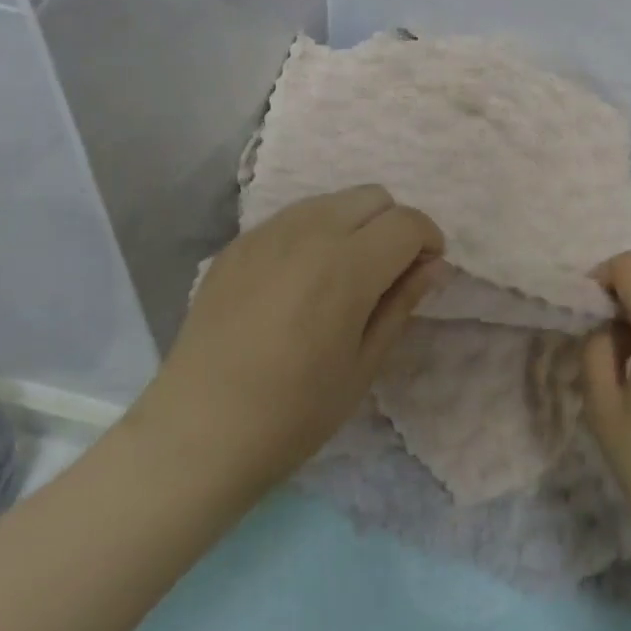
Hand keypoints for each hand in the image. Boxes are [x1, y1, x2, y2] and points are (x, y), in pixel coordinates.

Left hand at [132, 186, 444, 501]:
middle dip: (393, 226)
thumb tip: (433, 266)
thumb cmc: (294, 413)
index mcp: (347, 266)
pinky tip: (300, 281)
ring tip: (342, 275)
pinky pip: (293, 218)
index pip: (407, 222)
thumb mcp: (363, 365)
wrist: (197, 433)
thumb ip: (401, 303)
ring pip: (332, 200)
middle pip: (373, 197)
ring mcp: (267, 233)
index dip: (428, 241)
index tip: (425, 272)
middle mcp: (309, 233)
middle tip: (387, 273)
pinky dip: (314, 233)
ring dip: (354, 224)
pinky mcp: (238, 244)